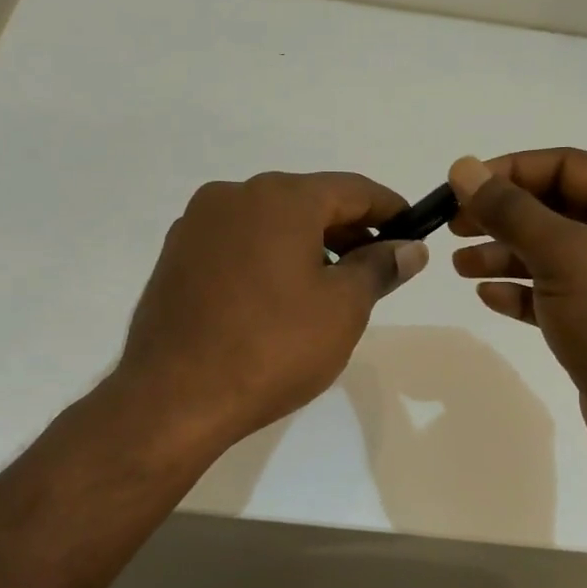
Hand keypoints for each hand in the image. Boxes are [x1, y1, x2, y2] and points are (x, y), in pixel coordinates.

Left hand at [113, 171, 428, 454]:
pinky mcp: (176, 256)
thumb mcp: (342, 309)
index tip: (413, 232)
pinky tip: (278, 298)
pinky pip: (237, 243)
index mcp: (280, 197)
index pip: (352, 189)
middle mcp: (234, 195)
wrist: (173, 398)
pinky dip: (268, 257)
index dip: (389, 209)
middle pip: (308, 201)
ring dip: (307, 244)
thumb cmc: (272, 348)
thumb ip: (379, 267)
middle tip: (375, 267)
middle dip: (347, 230)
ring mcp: (197, 224)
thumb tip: (409, 248)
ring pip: (269, 222)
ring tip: (329, 288)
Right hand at [447, 150, 586, 471]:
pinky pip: (555, 296)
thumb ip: (510, 209)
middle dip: (503, 216)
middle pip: (557, 209)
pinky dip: (521, 292)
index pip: (568, 166)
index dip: (511, 170)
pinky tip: (488, 297)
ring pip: (552, 255)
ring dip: (504, 255)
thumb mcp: (563, 254)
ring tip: (460, 265)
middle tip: (452, 226)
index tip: (461, 187)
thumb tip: (463, 167)